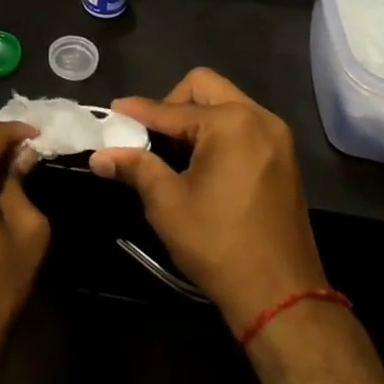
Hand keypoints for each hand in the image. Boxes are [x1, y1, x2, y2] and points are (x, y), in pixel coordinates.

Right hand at [89, 69, 324, 331]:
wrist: (281, 295)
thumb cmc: (218, 244)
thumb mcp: (168, 203)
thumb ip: (135, 167)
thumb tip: (99, 155)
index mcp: (231, 123)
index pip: (171, 109)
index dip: (138, 111)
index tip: (112, 111)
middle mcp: (259, 118)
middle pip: (205, 88)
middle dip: (172, 104)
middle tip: (151, 134)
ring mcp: (277, 137)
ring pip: (226, 104)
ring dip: (196, 117)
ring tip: (173, 150)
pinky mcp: (284, 158)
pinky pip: (243, 126)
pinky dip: (218, 133)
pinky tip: (201, 163)